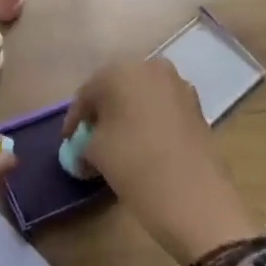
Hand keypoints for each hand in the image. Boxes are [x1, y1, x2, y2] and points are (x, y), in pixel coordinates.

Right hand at [65, 58, 263, 265]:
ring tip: (118, 142)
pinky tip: (144, 144)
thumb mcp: (95, 153)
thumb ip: (85, 141)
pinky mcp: (197, 107)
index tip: (67, 141)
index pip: (87, 93)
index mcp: (120, 71)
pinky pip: (163, 108)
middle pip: (116, 88)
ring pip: (142, 96)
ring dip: (128, 114)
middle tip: (91, 137)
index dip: (75, 119)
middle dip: (103, 111)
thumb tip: (87, 145)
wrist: (195, 198)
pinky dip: (150, 121)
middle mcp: (150, 68)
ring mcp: (179, 86)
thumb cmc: (134, 165)